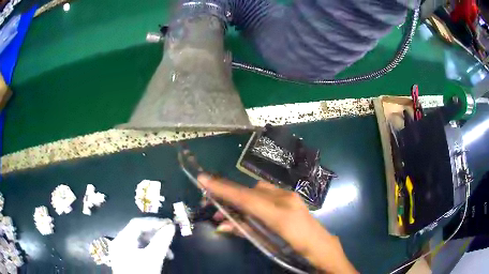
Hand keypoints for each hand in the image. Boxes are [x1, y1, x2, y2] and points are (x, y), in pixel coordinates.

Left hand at [109, 217, 175, 273]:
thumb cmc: (142, 272)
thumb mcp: (154, 257)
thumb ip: (162, 240)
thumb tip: (171, 226)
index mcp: (122, 239)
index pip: (137, 223)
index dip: (154, 222)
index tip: (170, 224)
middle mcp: (119, 242)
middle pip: (138, 232)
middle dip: (156, 234)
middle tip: (170, 237)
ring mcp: (121, 251)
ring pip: (139, 241)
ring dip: (155, 244)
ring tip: (169, 253)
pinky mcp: (125, 259)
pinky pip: (137, 249)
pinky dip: (149, 250)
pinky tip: (159, 257)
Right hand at [198, 175, 357, 273]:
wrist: (322, 246)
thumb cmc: (296, 250)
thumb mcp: (268, 245)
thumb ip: (245, 231)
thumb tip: (221, 224)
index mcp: (281, 216)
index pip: (246, 199)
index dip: (223, 189)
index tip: (203, 179)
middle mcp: (285, 200)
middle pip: (249, 191)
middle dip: (227, 194)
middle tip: (210, 202)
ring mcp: (289, 196)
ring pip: (256, 190)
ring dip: (238, 198)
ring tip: (225, 211)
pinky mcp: (290, 197)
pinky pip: (265, 193)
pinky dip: (250, 199)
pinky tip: (244, 209)